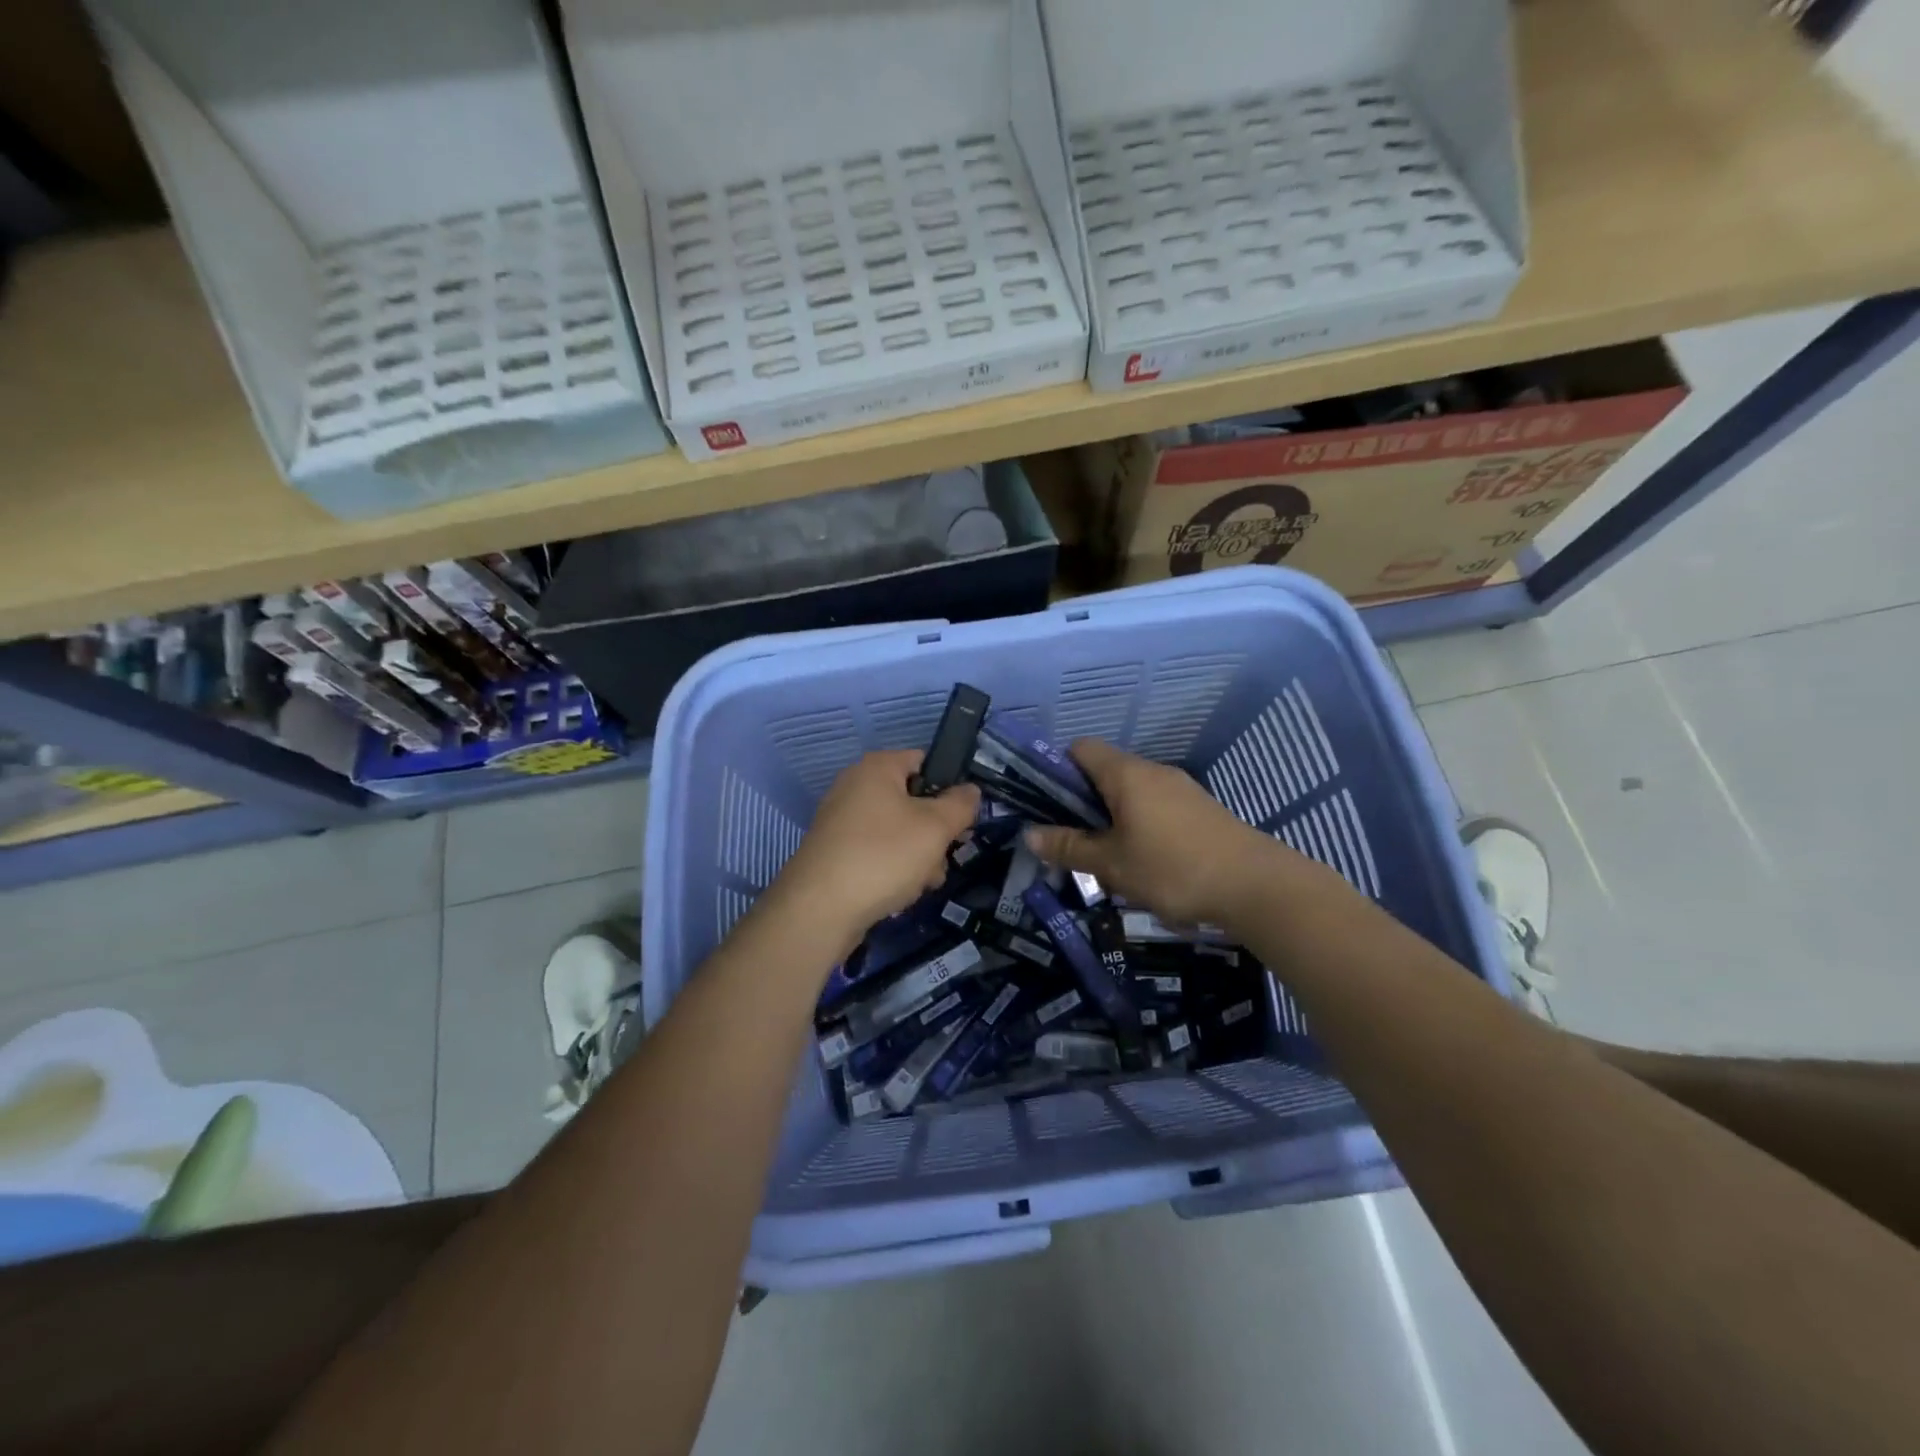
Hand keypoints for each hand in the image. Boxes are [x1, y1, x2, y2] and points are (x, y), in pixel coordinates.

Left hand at [768, 750, 980, 950]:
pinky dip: (892, 869)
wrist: (819, 908)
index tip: (963, 818)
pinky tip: (900, 894)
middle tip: (945, 857)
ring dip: (918, 856)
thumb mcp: (935, 827)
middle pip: (912, 800)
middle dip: (935, 831)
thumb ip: (960, 805)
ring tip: (923, 883)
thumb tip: (970, 790)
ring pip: (897, 831)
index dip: (950, 787)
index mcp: (877, 767)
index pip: (924, 761)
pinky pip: (875, 851)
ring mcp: (841, 820)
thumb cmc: (883, 855)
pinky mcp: (834, 851)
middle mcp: (855, 786)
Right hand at [1025, 739, 1314, 930]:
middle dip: (1083, 801)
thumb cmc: (1172, 869)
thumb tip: (1029, 834)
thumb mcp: (1111, 864)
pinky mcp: (1200, 809)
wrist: (1255, 886)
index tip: (1048, 805)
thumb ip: (1069, 847)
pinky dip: (1140, 824)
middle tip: (1071, 839)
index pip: (1080, 748)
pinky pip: (1156, 806)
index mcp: (1126, 774)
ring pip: (1131, 792)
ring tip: (1105, 856)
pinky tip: (1144, 861)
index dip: (1057, 769)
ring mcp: (1180, 789)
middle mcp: (1153, 771)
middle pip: (1105, 771)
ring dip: (1112, 816)